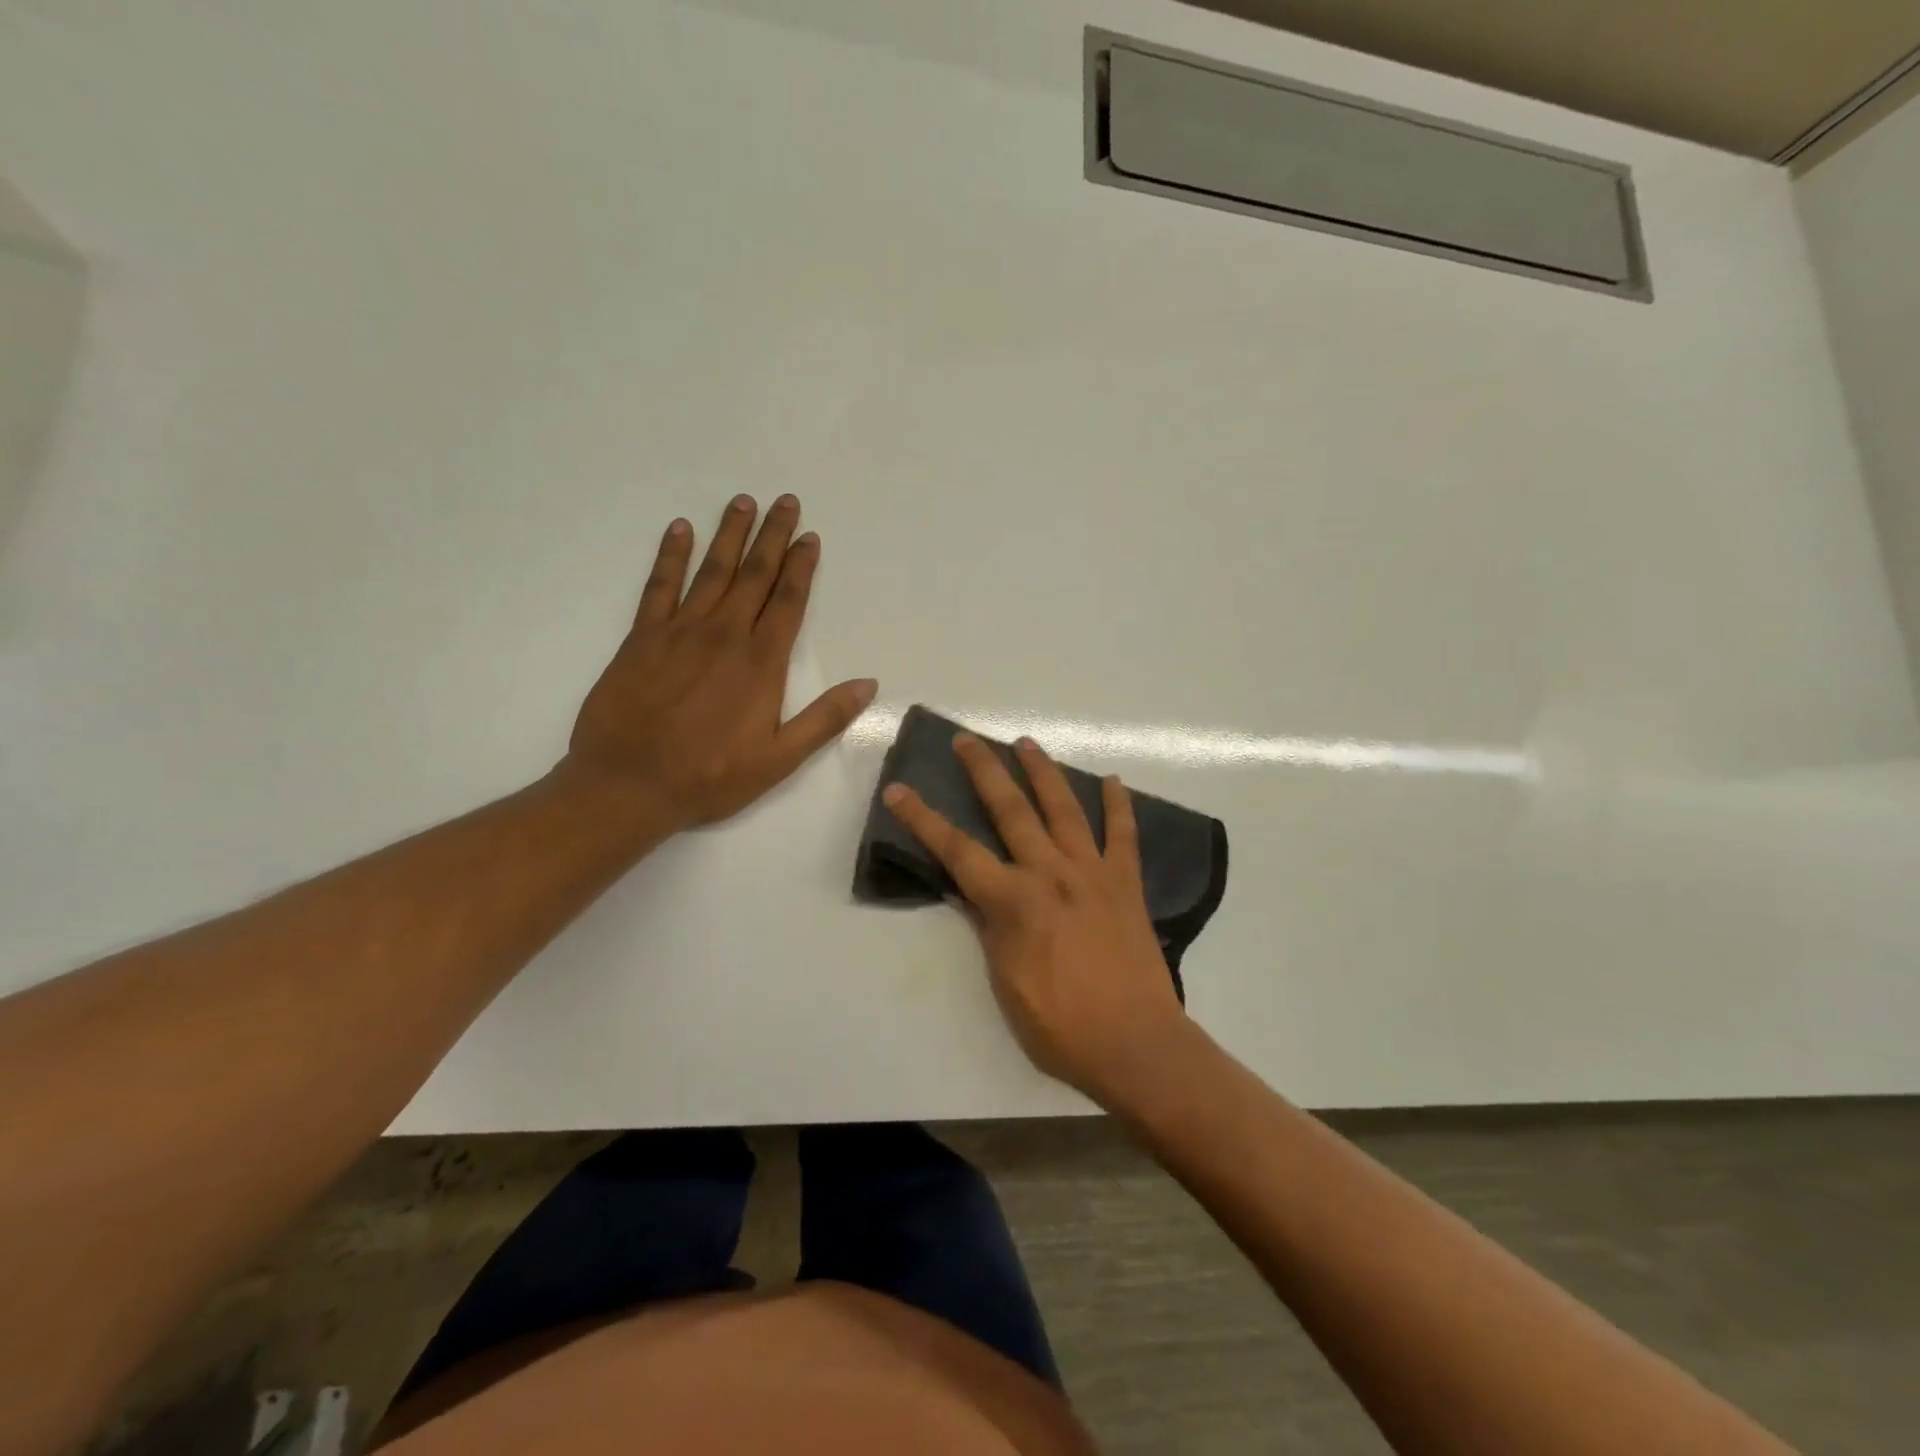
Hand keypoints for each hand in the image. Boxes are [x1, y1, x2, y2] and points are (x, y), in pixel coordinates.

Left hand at [563, 493, 876, 831]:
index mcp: (761, 662)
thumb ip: (825, 718)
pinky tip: (679, 530)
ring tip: (742, 502)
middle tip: (784, 501)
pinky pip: (659, 586)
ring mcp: (680, 631)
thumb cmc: (710, 776)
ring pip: (712, 571)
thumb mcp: (780, 759)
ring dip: (729, 535)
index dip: (801, 566)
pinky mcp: (642, 638)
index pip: (788, 601)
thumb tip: (868, 684)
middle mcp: (724, 635)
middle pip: (754, 575)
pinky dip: (670, 556)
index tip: (809, 536)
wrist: (628, 785)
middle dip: (772, 536)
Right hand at [883, 735, 1187, 1106]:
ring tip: (1027, 743)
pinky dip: (1119, 806)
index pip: (957, 850)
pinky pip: (1124, 835)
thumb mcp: (1005, 982)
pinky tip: (1113, 780)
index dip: (923, 818)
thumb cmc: (1060, 1026)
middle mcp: (1050, 873)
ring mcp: (1092, 873)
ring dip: (1043, 772)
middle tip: (967, 739)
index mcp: (1013, 901)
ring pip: (1065, 809)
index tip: (899, 789)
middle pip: (1011, 810)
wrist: (1134, 1044)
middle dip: (985, 771)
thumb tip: (965, 890)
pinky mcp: (1126, 884)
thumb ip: (987, 927)